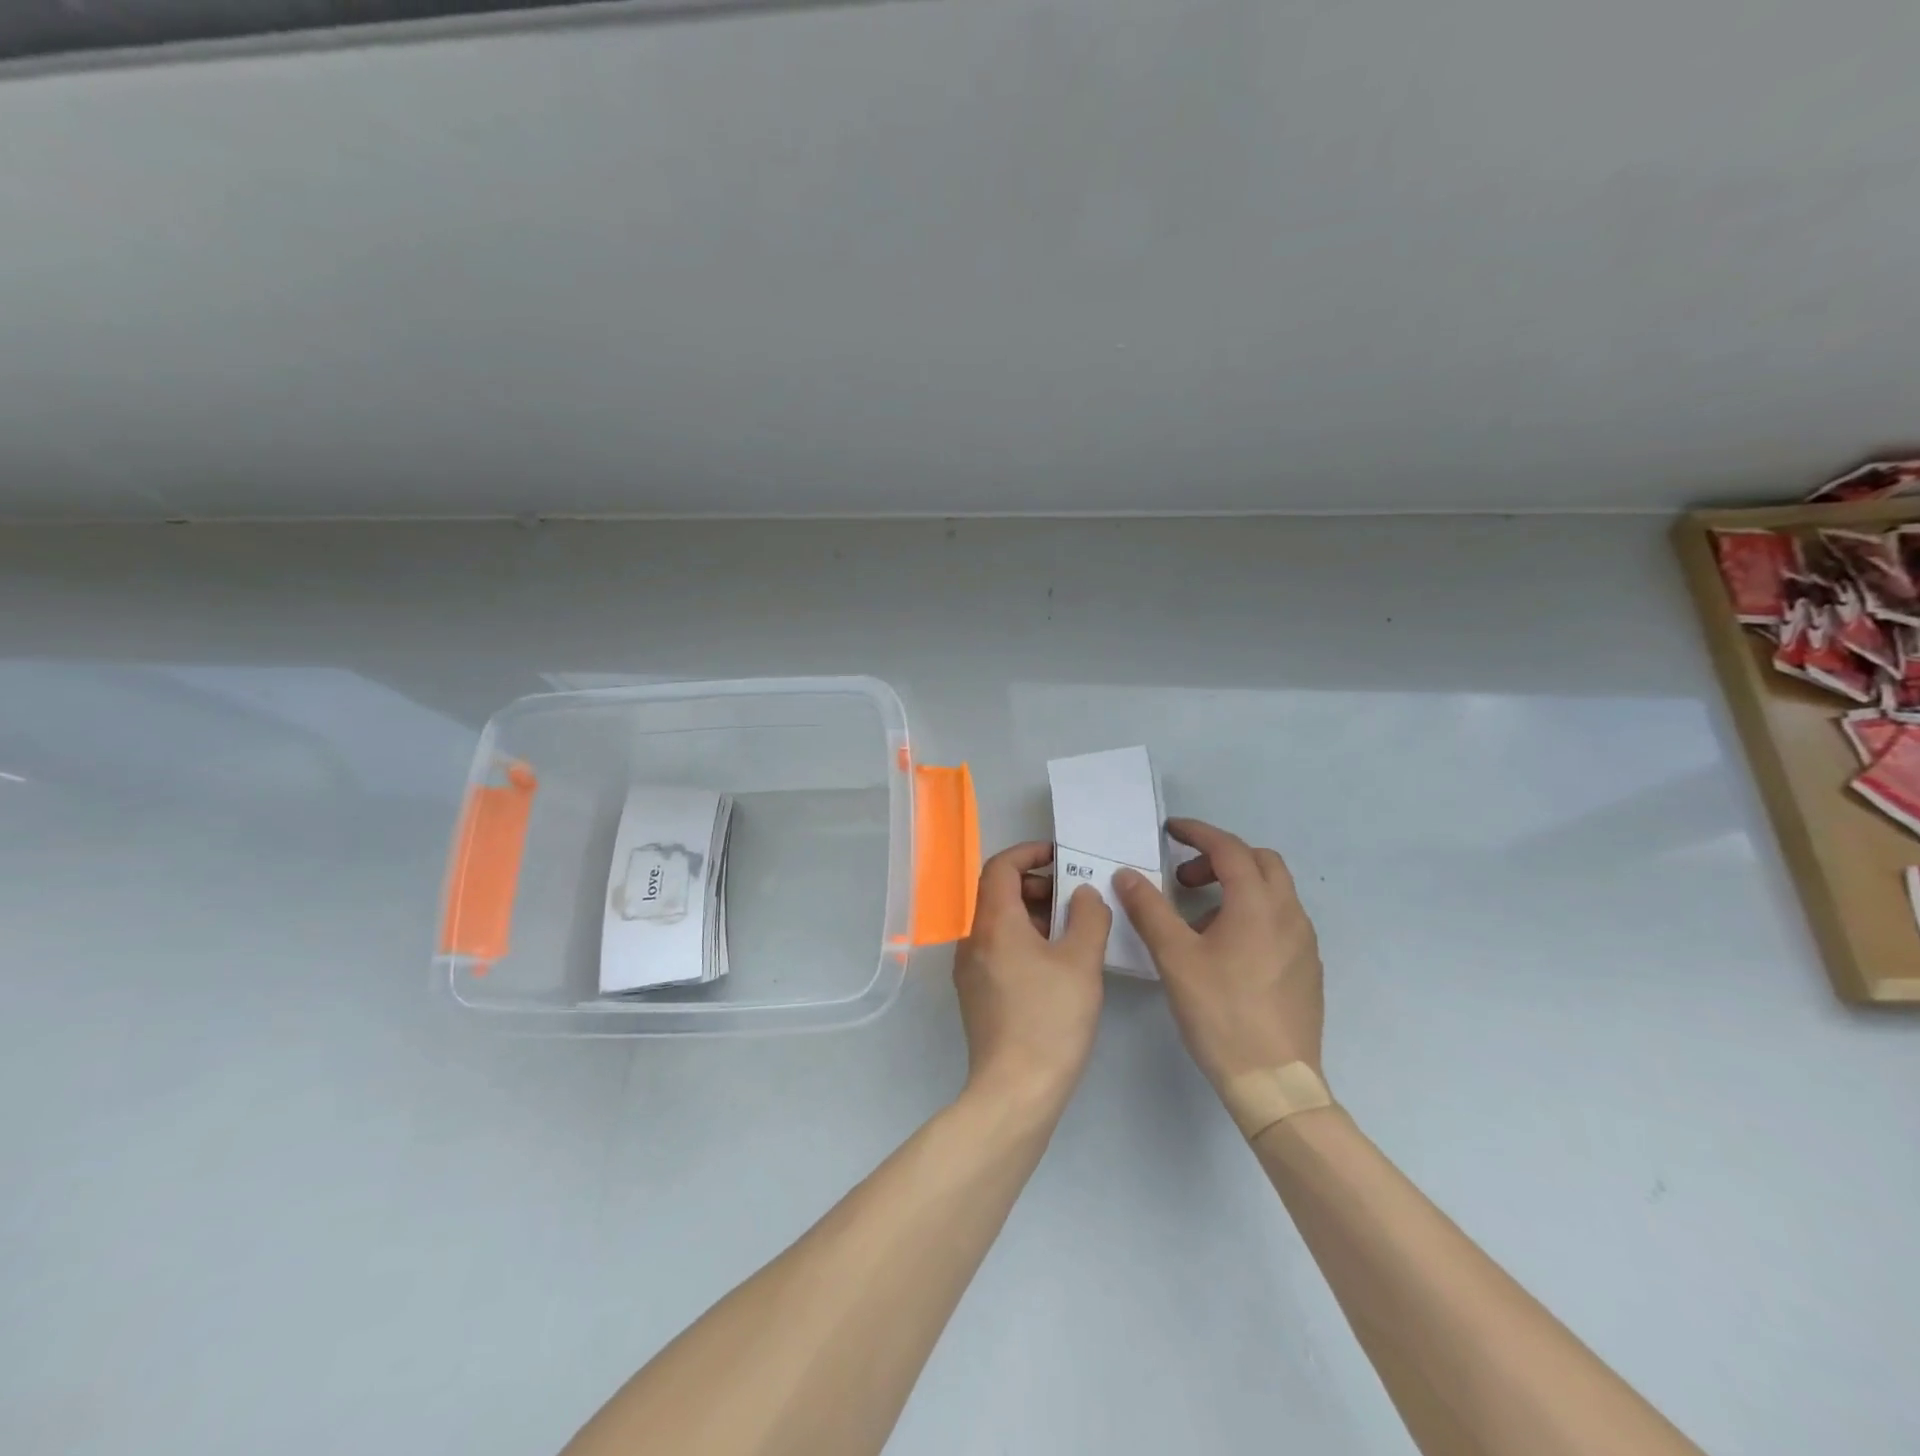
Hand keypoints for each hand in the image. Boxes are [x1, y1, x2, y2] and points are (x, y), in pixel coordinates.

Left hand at [953, 841, 1111, 1114]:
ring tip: (1072, 930)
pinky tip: (1055, 962)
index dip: (1029, 853)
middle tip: (1074, 897)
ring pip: (999, 922)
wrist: (1014, 1091)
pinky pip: (997, 948)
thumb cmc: (1050, 1019)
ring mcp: (970, 968)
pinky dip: (1024, 939)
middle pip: (998, 892)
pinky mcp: (976, 993)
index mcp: (993, 922)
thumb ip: (1088, 917)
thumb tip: (1083, 894)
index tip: (1060, 858)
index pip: (1000, 866)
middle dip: (1036, 885)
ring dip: (1033, 913)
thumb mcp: (1081, 962)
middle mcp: (973, 939)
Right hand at [1113, 819, 1324, 1091]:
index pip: (1229, 848)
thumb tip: (1128, 874)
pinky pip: (1279, 921)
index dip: (1198, 833)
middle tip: (1183, 878)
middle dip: (1220, 858)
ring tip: (1197, 919)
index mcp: (1258, 904)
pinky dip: (1251, 914)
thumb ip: (1149, 909)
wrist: (1274, 1081)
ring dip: (1235, 887)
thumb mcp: (1174, 957)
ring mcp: (1304, 942)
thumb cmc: (1220, 1012)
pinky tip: (1225, 951)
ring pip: (1272, 892)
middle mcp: (1289, 914)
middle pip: (1259, 862)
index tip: (1170, 831)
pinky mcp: (1307, 969)